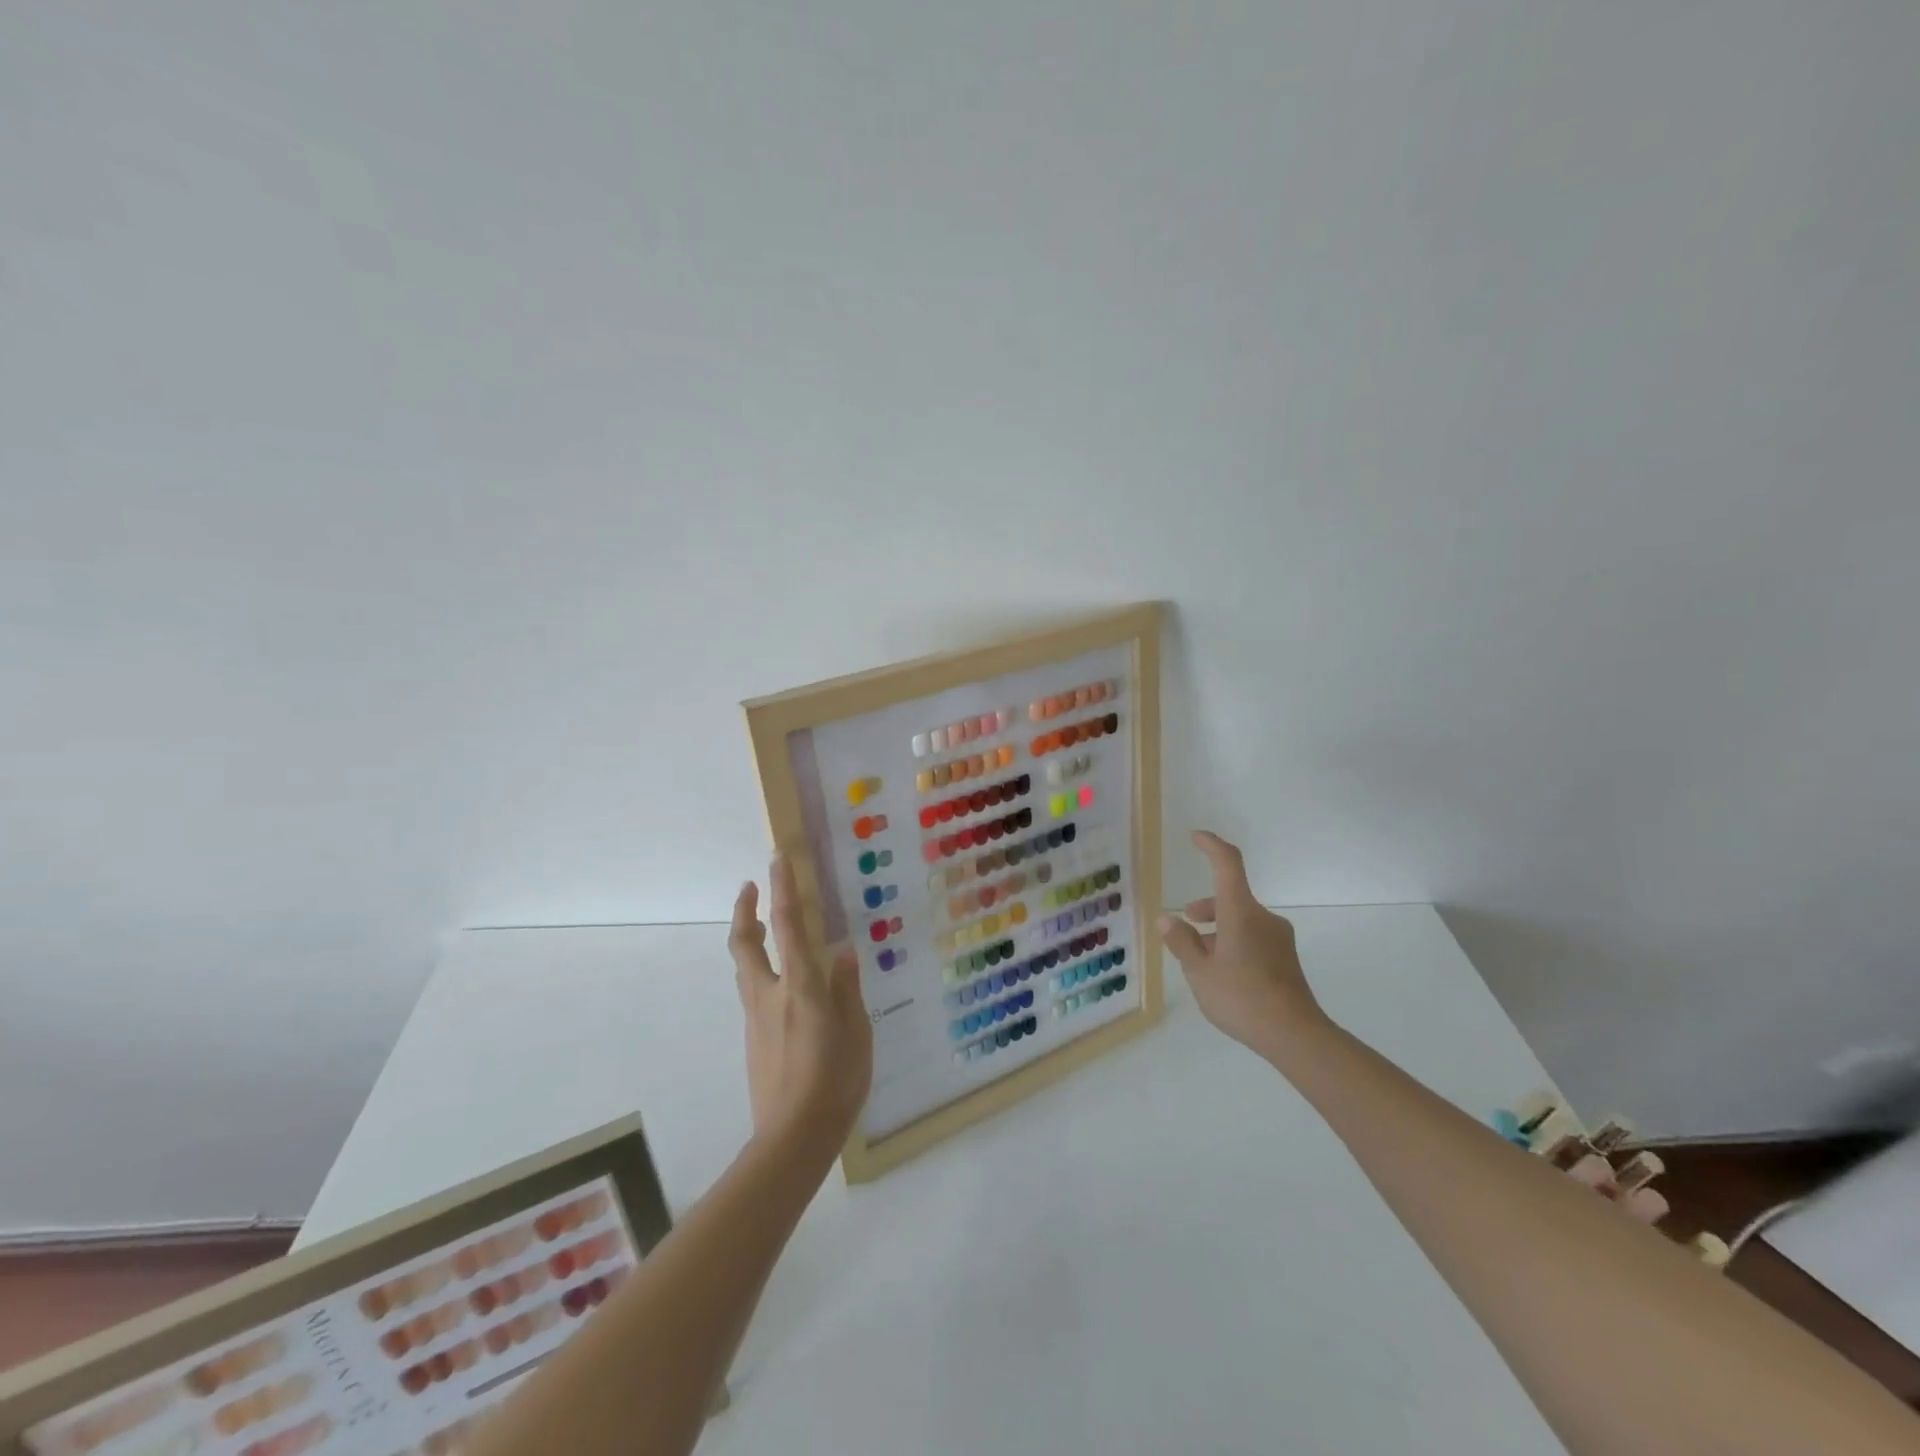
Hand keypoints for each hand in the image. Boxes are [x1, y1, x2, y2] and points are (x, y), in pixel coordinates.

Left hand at [728, 854, 872, 1159]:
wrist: (792, 1139)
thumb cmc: (834, 1083)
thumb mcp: (856, 1033)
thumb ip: (846, 989)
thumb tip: (842, 951)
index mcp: (800, 987)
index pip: (788, 926)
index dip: (782, 889)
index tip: (776, 858)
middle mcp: (770, 995)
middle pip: (745, 943)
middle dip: (745, 910)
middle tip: (750, 886)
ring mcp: (756, 1018)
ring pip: (744, 967)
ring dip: (749, 938)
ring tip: (763, 925)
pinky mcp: (753, 1038)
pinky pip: (753, 991)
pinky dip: (760, 970)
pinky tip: (782, 982)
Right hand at [1158, 830, 1330, 1061]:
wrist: (1295, 1035)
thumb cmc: (1241, 997)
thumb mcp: (1200, 971)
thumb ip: (1181, 942)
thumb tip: (1166, 919)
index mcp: (1241, 912)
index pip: (1228, 864)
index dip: (1212, 845)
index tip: (1195, 837)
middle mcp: (1263, 918)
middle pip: (1231, 897)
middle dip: (1206, 907)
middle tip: (1185, 923)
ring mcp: (1278, 939)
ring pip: (1241, 920)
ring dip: (1218, 929)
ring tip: (1198, 957)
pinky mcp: (1286, 959)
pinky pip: (1253, 938)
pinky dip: (1233, 943)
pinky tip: (1222, 973)